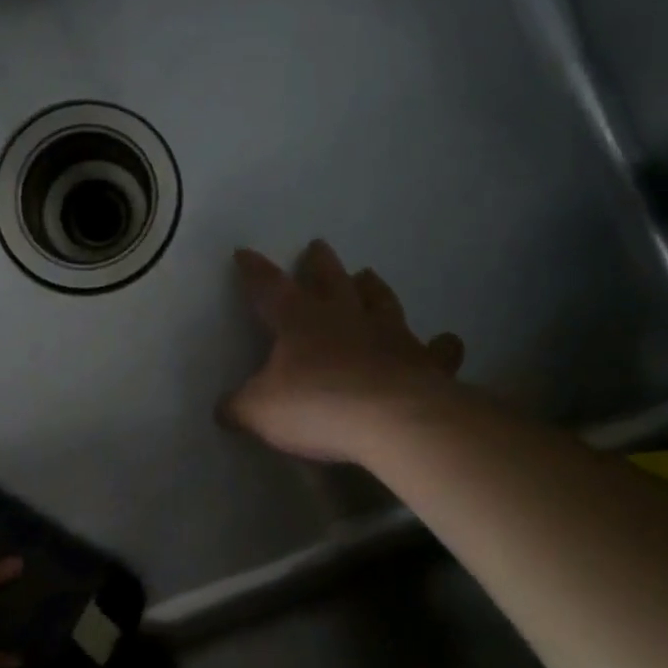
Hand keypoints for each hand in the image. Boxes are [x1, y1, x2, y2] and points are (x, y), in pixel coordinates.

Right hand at [224, 240, 464, 464]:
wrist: (392, 422)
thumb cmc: (317, 407)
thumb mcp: (259, 412)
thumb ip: (238, 408)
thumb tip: (221, 410)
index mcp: (299, 322)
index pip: (270, 288)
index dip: (255, 271)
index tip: (245, 253)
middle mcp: (344, 319)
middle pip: (330, 281)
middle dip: (320, 264)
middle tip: (319, 246)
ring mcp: (389, 336)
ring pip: (380, 301)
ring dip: (372, 288)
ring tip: (368, 275)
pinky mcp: (425, 362)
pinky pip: (436, 349)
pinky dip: (440, 345)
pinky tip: (446, 341)